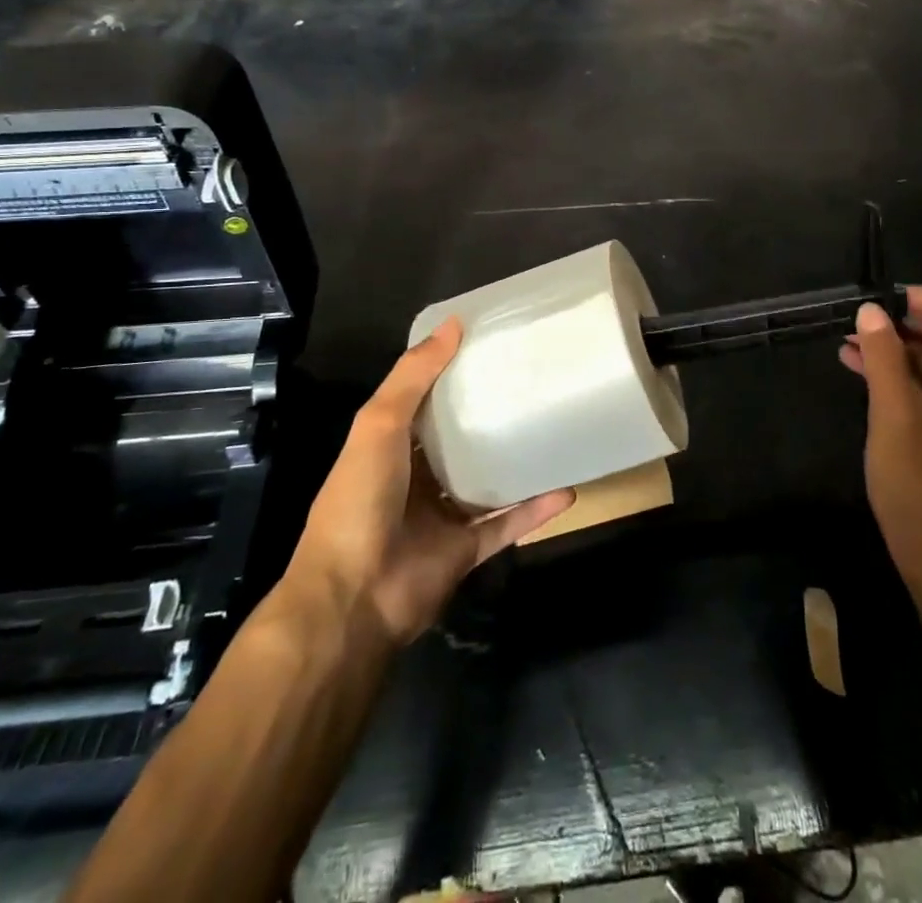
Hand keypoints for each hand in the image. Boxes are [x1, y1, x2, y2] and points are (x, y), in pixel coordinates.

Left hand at [284, 319, 574, 644]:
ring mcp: (442, 516)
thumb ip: (413, 376)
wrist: (353, 598)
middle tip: (534, 384)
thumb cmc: (360, 500)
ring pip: (487, 482)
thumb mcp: (378, 425)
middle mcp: (416, 478)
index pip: (426, 401)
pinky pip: (507, 524)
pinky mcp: (466, 550)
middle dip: (490, 416)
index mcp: (391, 446)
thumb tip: (454, 323)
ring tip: (556, 431)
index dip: (454, 374)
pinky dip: (535, 509)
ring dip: (517, 462)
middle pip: (460, 440)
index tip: (493, 346)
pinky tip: (568, 489)